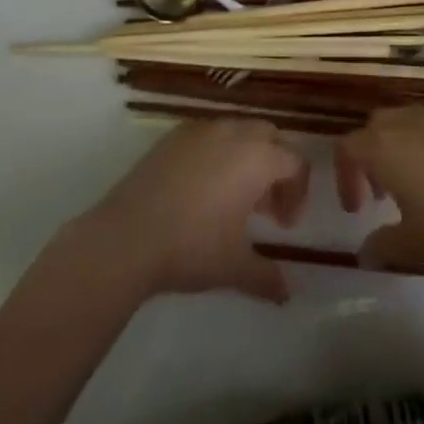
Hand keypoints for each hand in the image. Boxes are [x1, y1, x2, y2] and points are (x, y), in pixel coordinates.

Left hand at [86, 119, 308, 303]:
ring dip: (247, 157)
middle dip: (275, 167)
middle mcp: (235, 133)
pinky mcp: (174, 135)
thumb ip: (266, 277)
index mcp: (259, 158)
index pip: (295, 163)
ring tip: (232, 197)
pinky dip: (216, 152)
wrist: (125, 237)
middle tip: (265, 206)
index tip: (284, 226)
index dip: (298, 193)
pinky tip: (200, 187)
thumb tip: (286, 294)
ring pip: (239, 131)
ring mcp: (203, 129)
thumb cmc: (191, 247)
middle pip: (271, 137)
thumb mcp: (234, 267)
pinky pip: (209, 134)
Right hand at [334, 105, 423, 281]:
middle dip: (372, 153)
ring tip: (415, 186)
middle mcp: (413, 124)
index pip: (349, 146)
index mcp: (388, 148)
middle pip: (378, 125)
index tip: (356, 209)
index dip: (345, 175)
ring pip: (411, 120)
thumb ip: (382, 246)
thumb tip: (365, 252)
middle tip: (381, 193)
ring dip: (403, 147)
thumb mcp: (413, 248)